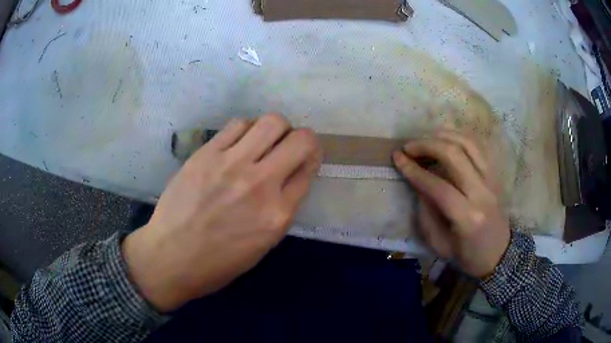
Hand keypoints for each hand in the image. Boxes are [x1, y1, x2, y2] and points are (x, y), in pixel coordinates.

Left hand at [123, 114, 321, 311]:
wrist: (170, 257)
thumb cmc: (218, 263)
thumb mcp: (263, 245)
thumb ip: (282, 209)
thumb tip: (289, 178)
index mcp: (277, 215)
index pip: (309, 170)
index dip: (312, 160)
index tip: (304, 160)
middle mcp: (260, 184)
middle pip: (300, 139)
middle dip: (303, 139)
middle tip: (290, 147)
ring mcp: (231, 164)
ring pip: (271, 122)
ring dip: (275, 130)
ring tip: (263, 142)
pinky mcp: (206, 154)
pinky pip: (238, 125)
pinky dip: (247, 129)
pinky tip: (239, 143)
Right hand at [392, 131, 509, 277]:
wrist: (499, 254)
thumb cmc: (468, 256)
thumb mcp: (440, 245)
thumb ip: (426, 214)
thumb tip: (417, 184)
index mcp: (468, 217)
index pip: (438, 186)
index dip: (414, 170)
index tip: (397, 158)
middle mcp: (482, 192)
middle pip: (454, 155)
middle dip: (427, 145)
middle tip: (409, 147)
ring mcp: (492, 180)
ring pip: (468, 143)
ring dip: (444, 135)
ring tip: (426, 138)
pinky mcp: (496, 174)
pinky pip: (478, 146)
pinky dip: (460, 137)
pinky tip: (446, 139)